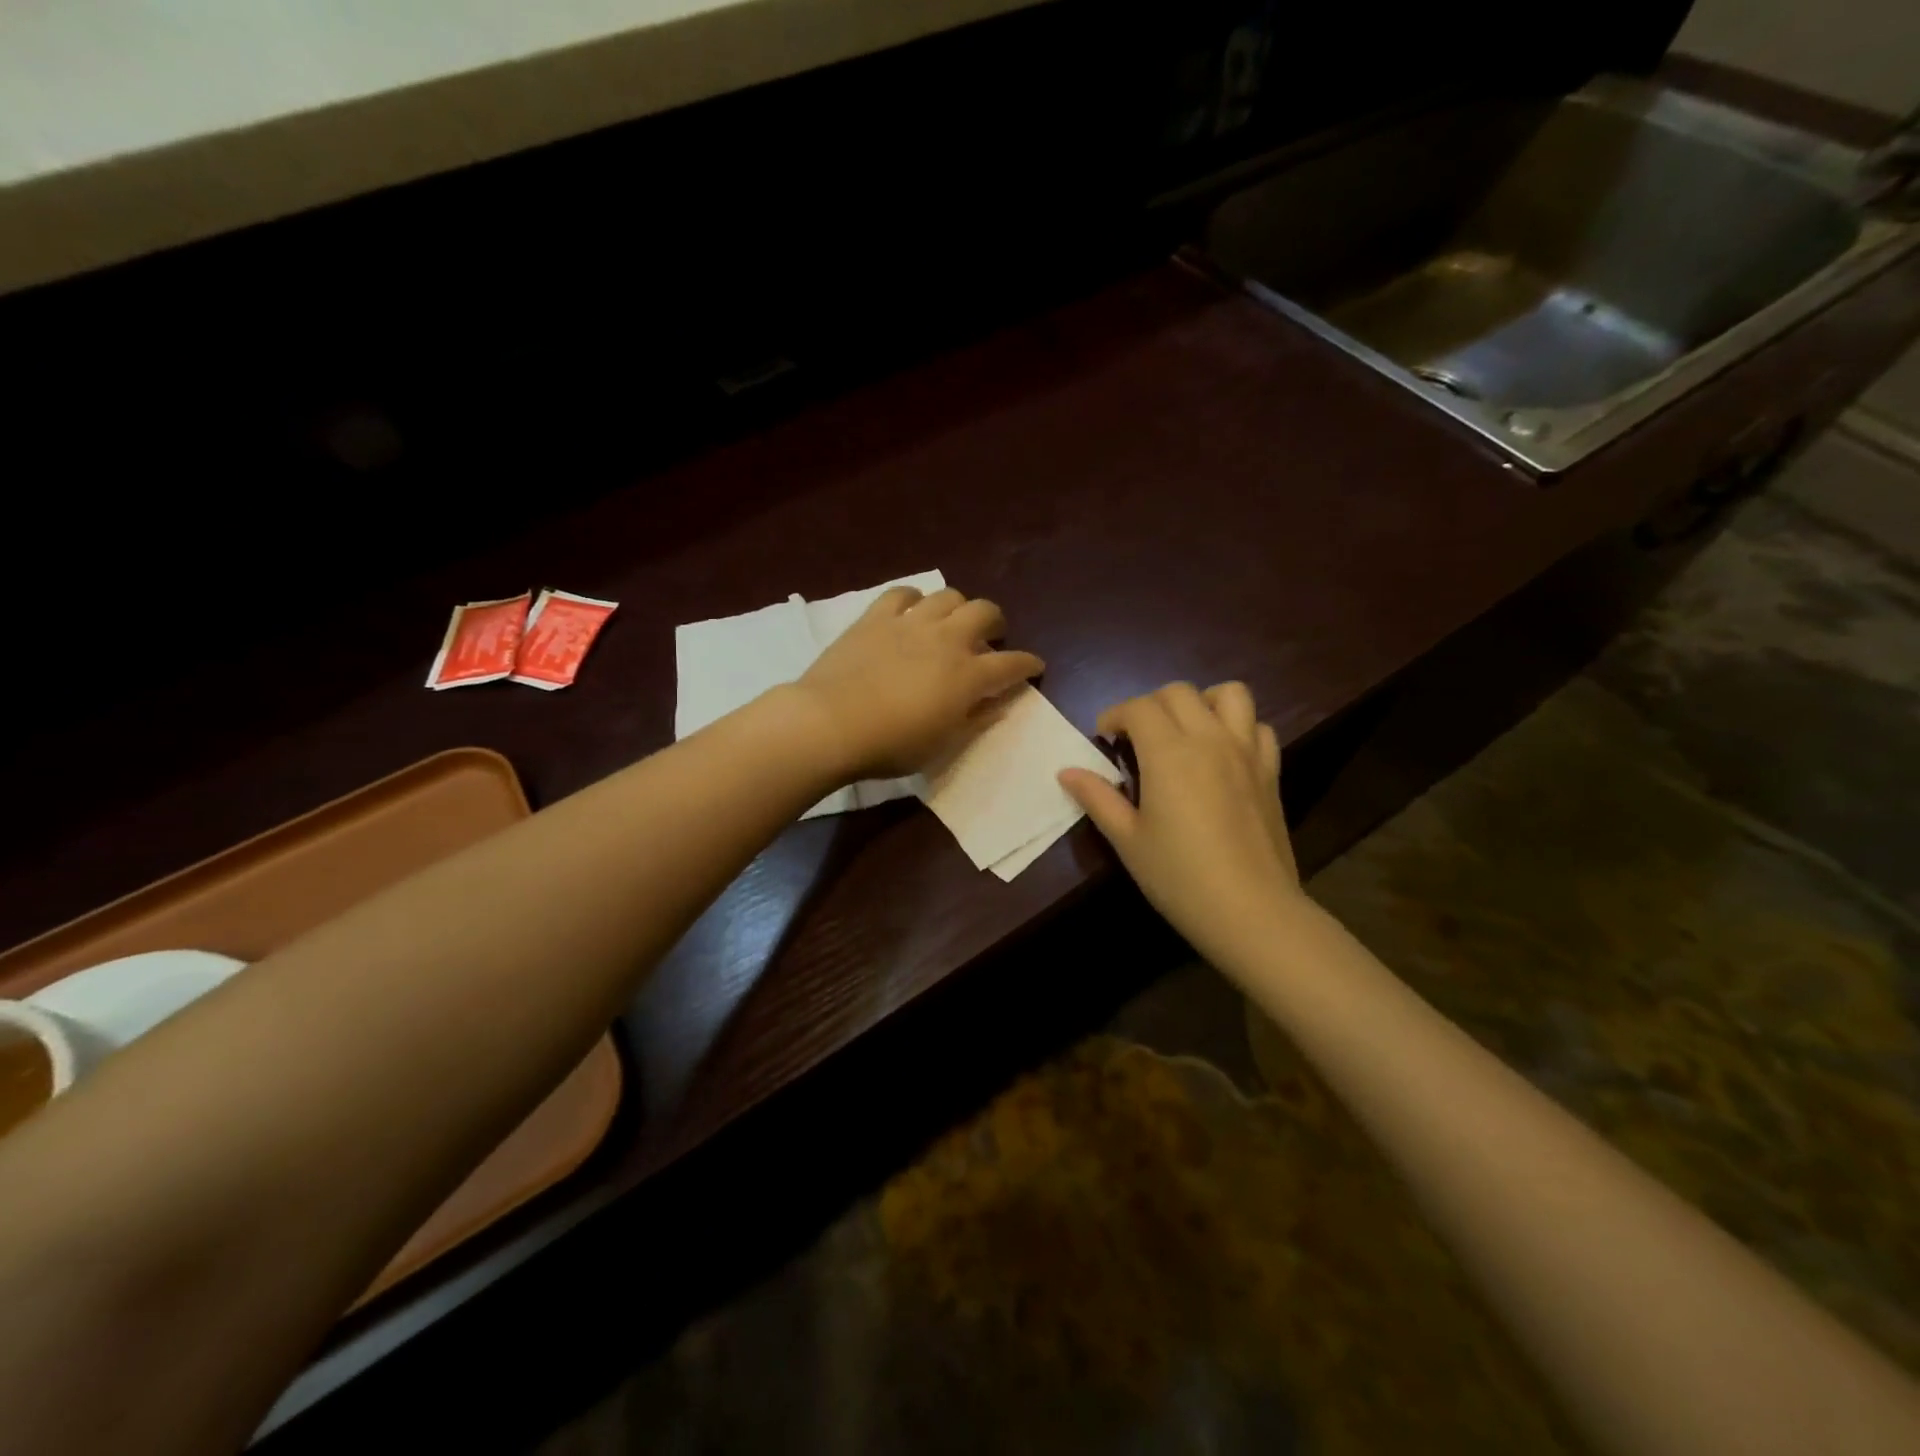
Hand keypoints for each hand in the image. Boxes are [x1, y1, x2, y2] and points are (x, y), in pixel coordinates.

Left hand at [792, 586, 1044, 779]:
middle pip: (985, 612)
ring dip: (958, 607)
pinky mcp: (876, 617)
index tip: (1033, 667)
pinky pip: (902, 594)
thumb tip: (999, 703)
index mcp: (968, 676)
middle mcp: (947, 640)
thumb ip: (975, 720)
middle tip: (990, 637)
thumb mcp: (942, 745)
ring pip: (948, 596)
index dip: (1028, 664)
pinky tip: (912, 611)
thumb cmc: (891, 745)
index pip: (1012, 663)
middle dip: (996, 622)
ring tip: (951, 622)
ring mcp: (911, 623)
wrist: (831, 723)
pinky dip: (914, 599)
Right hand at [1059, 682, 1301, 960]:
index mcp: (1169, 752)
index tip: (1105, 739)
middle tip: (1137, 738)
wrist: (1250, 911)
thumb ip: (1097, 798)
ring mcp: (1246, 752)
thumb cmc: (1179, 877)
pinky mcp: (1271, 771)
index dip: (1115, 715)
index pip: (1138, 707)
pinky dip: (1239, 727)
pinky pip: (1259, 727)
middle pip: (1178, 692)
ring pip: (1229, 694)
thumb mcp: (1127, 840)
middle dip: (1150, 705)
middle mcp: (1209, 738)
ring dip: (1202, 701)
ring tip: (1186, 730)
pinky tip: (1224, 754)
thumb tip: (1066, 772)